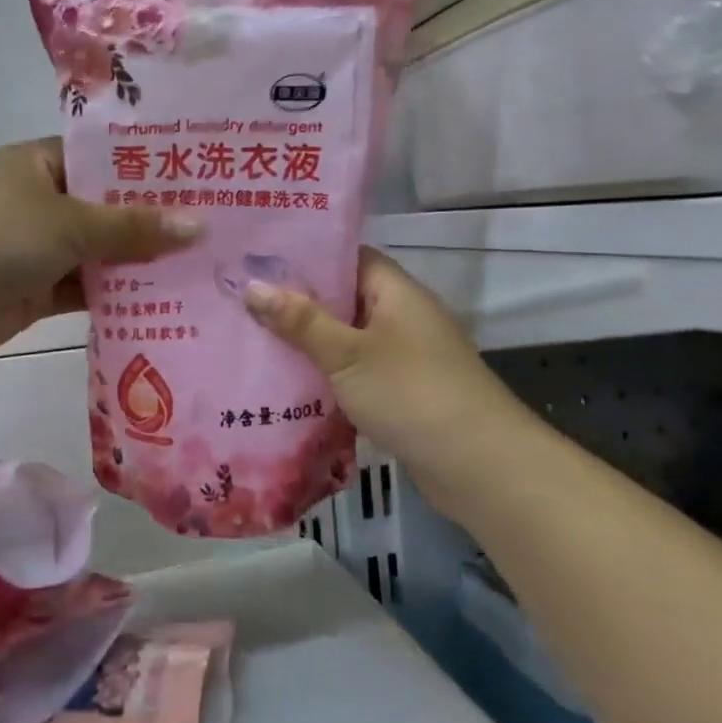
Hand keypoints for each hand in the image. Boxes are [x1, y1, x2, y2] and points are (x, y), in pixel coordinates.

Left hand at [0, 139, 200, 366]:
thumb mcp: (68, 222)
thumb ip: (133, 226)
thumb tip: (199, 226)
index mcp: (42, 163)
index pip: (106, 158)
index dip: (151, 168)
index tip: (203, 177)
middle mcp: (42, 201)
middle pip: (109, 208)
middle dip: (155, 221)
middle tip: (219, 226)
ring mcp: (39, 249)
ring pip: (102, 252)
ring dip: (142, 263)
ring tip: (207, 265)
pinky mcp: (38, 291)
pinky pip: (88, 290)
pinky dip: (119, 297)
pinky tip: (168, 302)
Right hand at [242, 249, 532, 513]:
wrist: (479, 465)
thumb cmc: (411, 393)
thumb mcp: (347, 353)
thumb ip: (301, 320)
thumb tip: (252, 285)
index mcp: (396, 291)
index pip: (348, 257)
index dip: (306, 256)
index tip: (259, 260)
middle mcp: (402, 316)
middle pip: (344, 299)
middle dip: (298, 303)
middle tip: (242, 303)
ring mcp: (405, 357)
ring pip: (347, 340)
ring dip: (309, 344)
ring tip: (253, 341)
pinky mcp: (402, 394)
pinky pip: (356, 374)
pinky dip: (327, 377)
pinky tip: (287, 386)